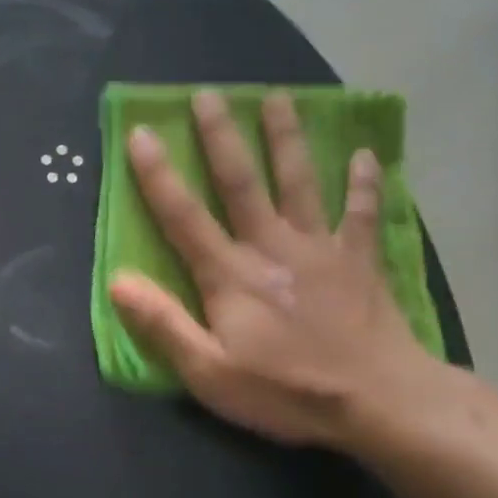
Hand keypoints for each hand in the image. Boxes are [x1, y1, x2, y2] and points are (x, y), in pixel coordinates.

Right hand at [109, 90, 438, 448]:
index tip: (141, 133)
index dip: (157, 175)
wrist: (379, 403)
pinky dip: (364, 183)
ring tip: (278, 97)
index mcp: (229, 274)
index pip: (183, 215)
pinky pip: (361, 214)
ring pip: (299, 182)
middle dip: (221, 136)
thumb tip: (118, 281)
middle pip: (241, 182)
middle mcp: (270, 247)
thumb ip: (163, 324)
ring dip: (286, 138)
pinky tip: (364, 155)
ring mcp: (319, 249)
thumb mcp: (209, 372)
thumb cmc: (285, 390)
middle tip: (208, 94)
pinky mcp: (358, 262)